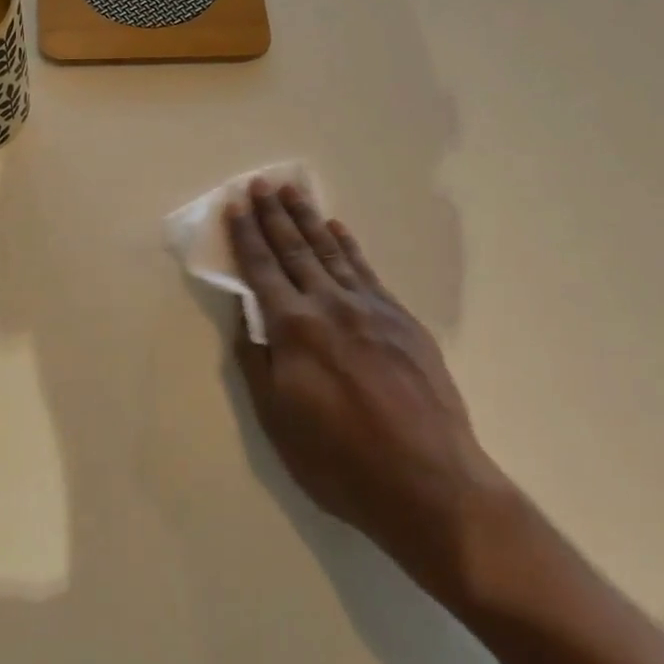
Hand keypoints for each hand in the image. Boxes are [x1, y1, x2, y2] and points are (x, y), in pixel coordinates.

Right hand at [225, 181, 511, 602]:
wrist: (427, 480)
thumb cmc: (339, 460)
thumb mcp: (277, 419)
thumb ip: (258, 362)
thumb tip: (247, 316)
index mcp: (294, 329)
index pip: (263, 270)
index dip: (246, 237)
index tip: (236, 205)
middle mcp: (330, 306)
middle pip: (296, 251)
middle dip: (276, 216)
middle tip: (262, 183)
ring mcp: (371, 309)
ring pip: (332, 253)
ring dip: (310, 220)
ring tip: (294, 192)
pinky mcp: (402, 321)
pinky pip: (367, 271)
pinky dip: (349, 246)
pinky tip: (339, 231)